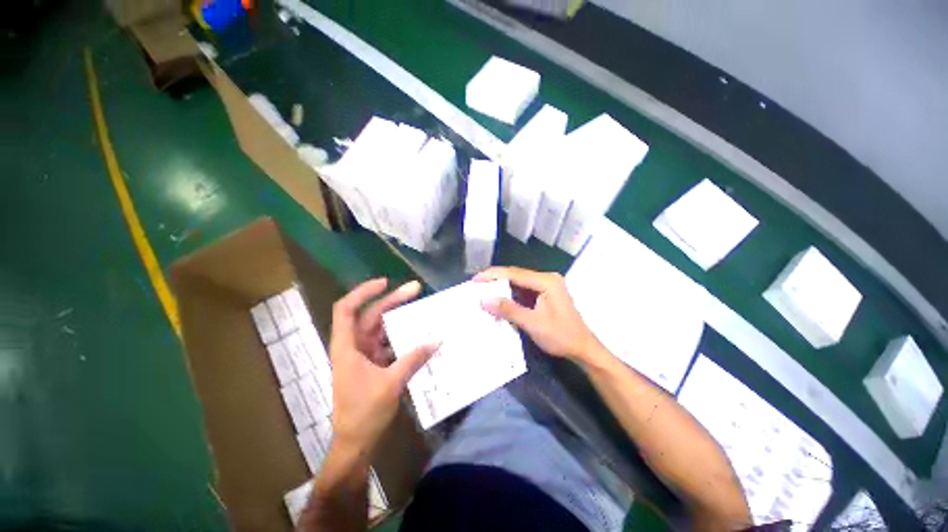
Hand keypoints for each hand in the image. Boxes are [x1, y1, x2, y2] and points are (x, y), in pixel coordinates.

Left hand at [329, 278, 437, 453]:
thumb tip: (437, 339)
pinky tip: (418, 332)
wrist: (356, 442)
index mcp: (347, 347)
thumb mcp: (391, 384)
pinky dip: (402, 335)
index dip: (363, 292)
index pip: (347, 309)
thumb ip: (414, 359)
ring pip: (381, 327)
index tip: (385, 282)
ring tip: (420, 306)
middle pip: (371, 315)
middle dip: (392, 300)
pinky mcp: (374, 363)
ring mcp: (364, 354)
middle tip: (415, 289)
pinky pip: (389, 342)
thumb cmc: (364, 413)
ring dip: (398, 317)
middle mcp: (354, 345)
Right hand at [475, 267, 600, 361]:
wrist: (583, 349)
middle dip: (496, 280)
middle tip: (476, 285)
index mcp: (546, 281)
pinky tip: (499, 299)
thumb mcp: (533, 323)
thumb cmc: (561, 336)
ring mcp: (547, 287)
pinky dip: (510, 295)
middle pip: (516, 275)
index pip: (515, 273)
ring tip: (483, 291)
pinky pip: (524, 291)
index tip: (475, 280)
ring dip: (502, 287)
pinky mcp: (545, 295)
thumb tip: (484, 300)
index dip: (493, 275)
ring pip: (519, 283)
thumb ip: (508, 309)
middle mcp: (547, 279)